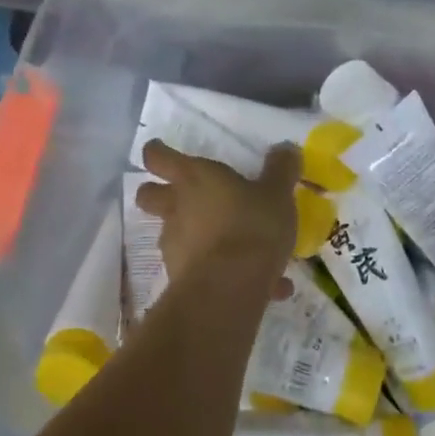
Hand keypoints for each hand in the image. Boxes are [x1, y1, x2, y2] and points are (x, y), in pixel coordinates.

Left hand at [136, 139, 299, 288]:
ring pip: (174, 235)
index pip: (158, 156)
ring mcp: (174, 245)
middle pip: (148, 196)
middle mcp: (176, 208)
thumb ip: (280, 170)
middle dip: (157, 195)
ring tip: (244, 252)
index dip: (157, 152)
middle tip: (183, 198)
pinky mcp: (181, 278)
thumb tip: (286, 148)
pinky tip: (265, 286)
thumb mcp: (277, 194)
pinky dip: (226, 273)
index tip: (160, 151)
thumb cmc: (251, 226)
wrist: (231, 287)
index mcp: (194, 178)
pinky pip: (205, 269)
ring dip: (199, 238)